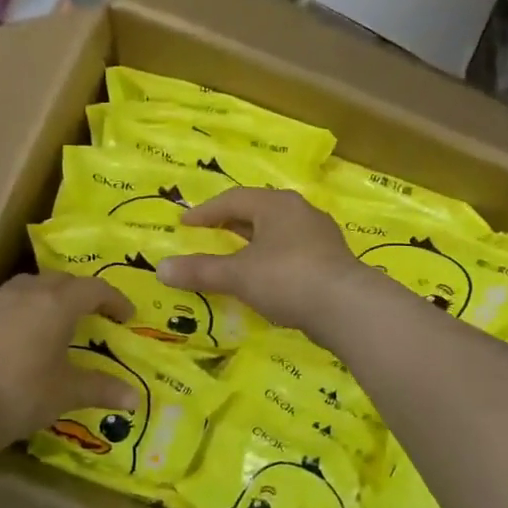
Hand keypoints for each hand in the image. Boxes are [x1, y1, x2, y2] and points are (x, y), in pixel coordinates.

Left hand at [0, 273, 136, 455]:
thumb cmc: (20, 395)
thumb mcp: (66, 393)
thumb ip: (101, 389)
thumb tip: (136, 398)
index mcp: (56, 304)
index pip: (94, 289)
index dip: (115, 300)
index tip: (127, 317)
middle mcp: (27, 293)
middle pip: (62, 280)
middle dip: (83, 293)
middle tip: (96, 314)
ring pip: (32, 285)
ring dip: (52, 295)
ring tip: (60, 319)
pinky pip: (11, 302)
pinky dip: (28, 309)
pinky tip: (27, 336)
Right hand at [157, 188, 372, 333]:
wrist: (347, 307)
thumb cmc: (287, 278)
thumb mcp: (238, 275)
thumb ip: (201, 271)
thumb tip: (160, 269)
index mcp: (276, 205)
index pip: (233, 200)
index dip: (206, 212)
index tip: (185, 224)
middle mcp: (300, 212)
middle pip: (258, 213)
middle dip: (231, 224)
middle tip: (208, 235)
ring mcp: (320, 236)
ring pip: (277, 233)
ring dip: (253, 243)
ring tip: (235, 257)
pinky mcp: (331, 261)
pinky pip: (292, 252)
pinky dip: (272, 260)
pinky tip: (266, 278)